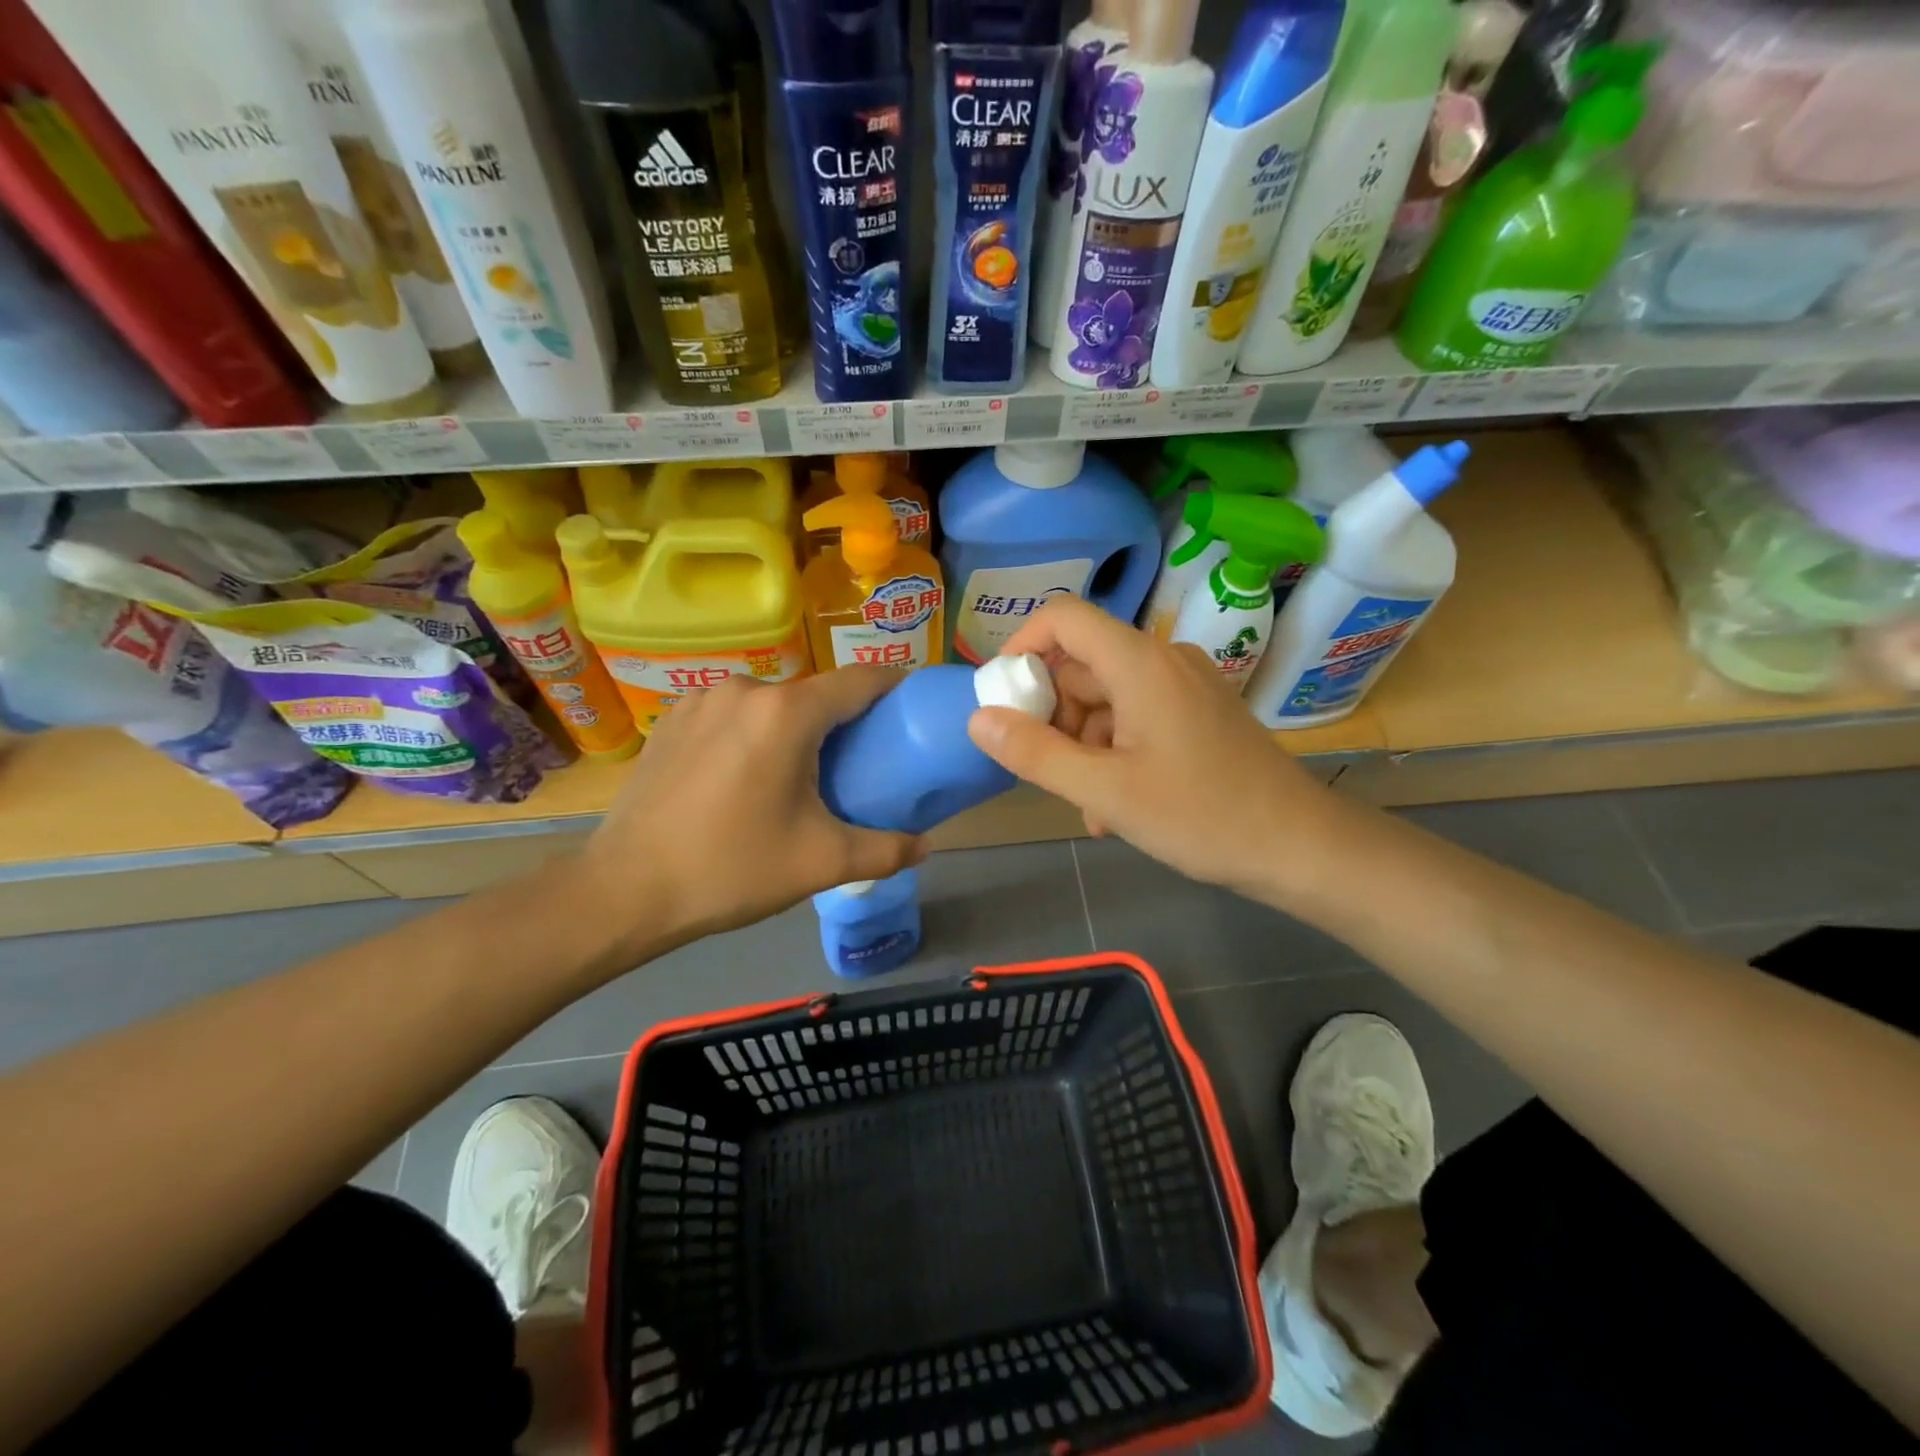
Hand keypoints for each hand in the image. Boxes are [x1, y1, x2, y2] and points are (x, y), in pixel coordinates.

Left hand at [581, 669, 925, 956]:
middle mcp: (745, 690)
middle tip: (865, 760)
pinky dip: (756, 732)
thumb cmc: (731, 869)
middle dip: (846, 719)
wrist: (624, 890)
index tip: (915, 705)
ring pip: (772, 704)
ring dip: (797, 727)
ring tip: (805, 772)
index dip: (895, 686)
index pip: (860, 680)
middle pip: (815, 694)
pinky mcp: (673, 719)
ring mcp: (702, 700)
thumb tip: (927, 846)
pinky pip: (734, 714)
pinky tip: (749, 774)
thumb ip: (885, 850)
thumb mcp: (821, 863)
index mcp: (786, 713)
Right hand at [966, 596, 1331, 897]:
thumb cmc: (1201, 816)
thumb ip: (1036, 753)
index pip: (1064, 617)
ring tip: (1087, 807)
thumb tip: (978, 720)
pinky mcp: (1199, 713)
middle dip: (1054, 717)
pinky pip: (1137, 718)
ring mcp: (1185, 687)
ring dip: (1084, 747)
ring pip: (1107, 699)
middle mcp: (1163, 660)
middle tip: (1047, 771)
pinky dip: (1115, 753)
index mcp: (1140, 663)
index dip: (1022, 646)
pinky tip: (1114, 807)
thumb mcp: (1105, 792)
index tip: (1002, 697)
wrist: (1300, 847)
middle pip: (1082, 665)